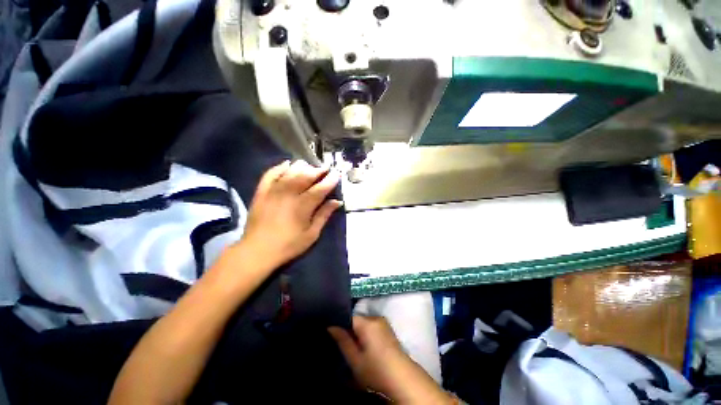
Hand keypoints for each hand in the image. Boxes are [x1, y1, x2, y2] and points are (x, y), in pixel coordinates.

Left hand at [238, 160, 342, 271]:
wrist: (257, 251)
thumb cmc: (288, 245)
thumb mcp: (311, 234)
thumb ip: (324, 215)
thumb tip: (337, 201)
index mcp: (303, 206)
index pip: (320, 188)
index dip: (330, 180)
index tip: (337, 173)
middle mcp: (289, 194)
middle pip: (305, 176)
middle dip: (317, 170)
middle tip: (325, 169)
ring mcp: (273, 191)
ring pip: (290, 172)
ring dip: (301, 167)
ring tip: (309, 167)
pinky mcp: (261, 192)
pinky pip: (270, 174)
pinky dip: (280, 167)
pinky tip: (287, 165)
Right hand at [329, 316, 454, 403]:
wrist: (403, 379)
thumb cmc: (376, 370)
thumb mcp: (355, 359)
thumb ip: (342, 340)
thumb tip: (331, 326)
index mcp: (367, 322)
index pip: (348, 317)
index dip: (340, 325)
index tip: (333, 334)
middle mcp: (376, 317)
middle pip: (357, 320)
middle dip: (349, 330)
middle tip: (344, 345)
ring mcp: (383, 323)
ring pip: (364, 323)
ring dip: (358, 332)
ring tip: (355, 348)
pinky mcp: (388, 329)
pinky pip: (372, 326)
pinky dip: (366, 333)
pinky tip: (365, 346)